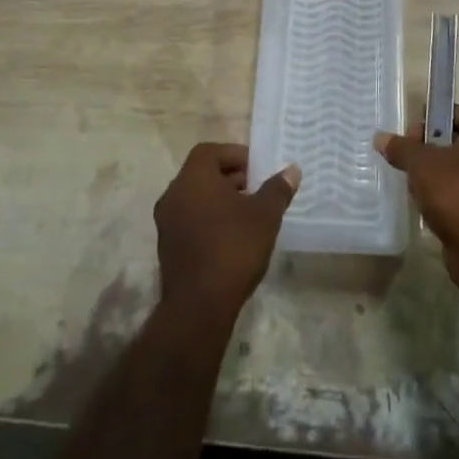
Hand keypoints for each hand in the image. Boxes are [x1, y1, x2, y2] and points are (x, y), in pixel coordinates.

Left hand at [154, 144, 299, 323]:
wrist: (198, 307)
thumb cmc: (233, 249)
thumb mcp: (264, 216)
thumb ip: (277, 189)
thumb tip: (292, 169)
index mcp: (193, 178)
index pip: (210, 151)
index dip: (234, 155)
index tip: (256, 170)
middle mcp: (174, 194)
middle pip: (202, 173)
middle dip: (230, 178)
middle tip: (255, 191)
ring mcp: (166, 222)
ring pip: (195, 198)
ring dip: (219, 200)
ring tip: (246, 215)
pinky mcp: (167, 248)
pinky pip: (189, 220)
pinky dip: (208, 220)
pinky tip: (230, 239)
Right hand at [375, 105, 458, 292]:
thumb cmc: (456, 191)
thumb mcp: (421, 163)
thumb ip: (401, 148)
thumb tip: (380, 138)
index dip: (438, 117)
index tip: (415, 131)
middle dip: (433, 149)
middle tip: (410, 157)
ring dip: (437, 175)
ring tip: (414, 184)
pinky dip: (447, 198)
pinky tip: (426, 207)